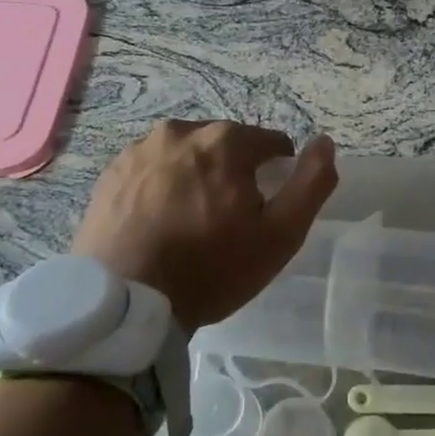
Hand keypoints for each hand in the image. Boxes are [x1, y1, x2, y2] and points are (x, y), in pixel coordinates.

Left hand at [71, 121, 337, 330]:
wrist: (126, 304)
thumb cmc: (212, 268)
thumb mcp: (280, 234)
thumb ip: (311, 183)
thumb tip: (324, 142)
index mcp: (225, 140)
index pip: (270, 143)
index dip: (277, 175)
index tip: (265, 211)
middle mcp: (180, 132)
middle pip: (226, 147)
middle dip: (235, 174)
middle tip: (230, 221)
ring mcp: (138, 151)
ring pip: (186, 157)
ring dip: (197, 178)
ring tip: (192, 223)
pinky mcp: (110, 175)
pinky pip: (152, 172)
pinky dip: (162, 188)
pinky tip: (160, 224)